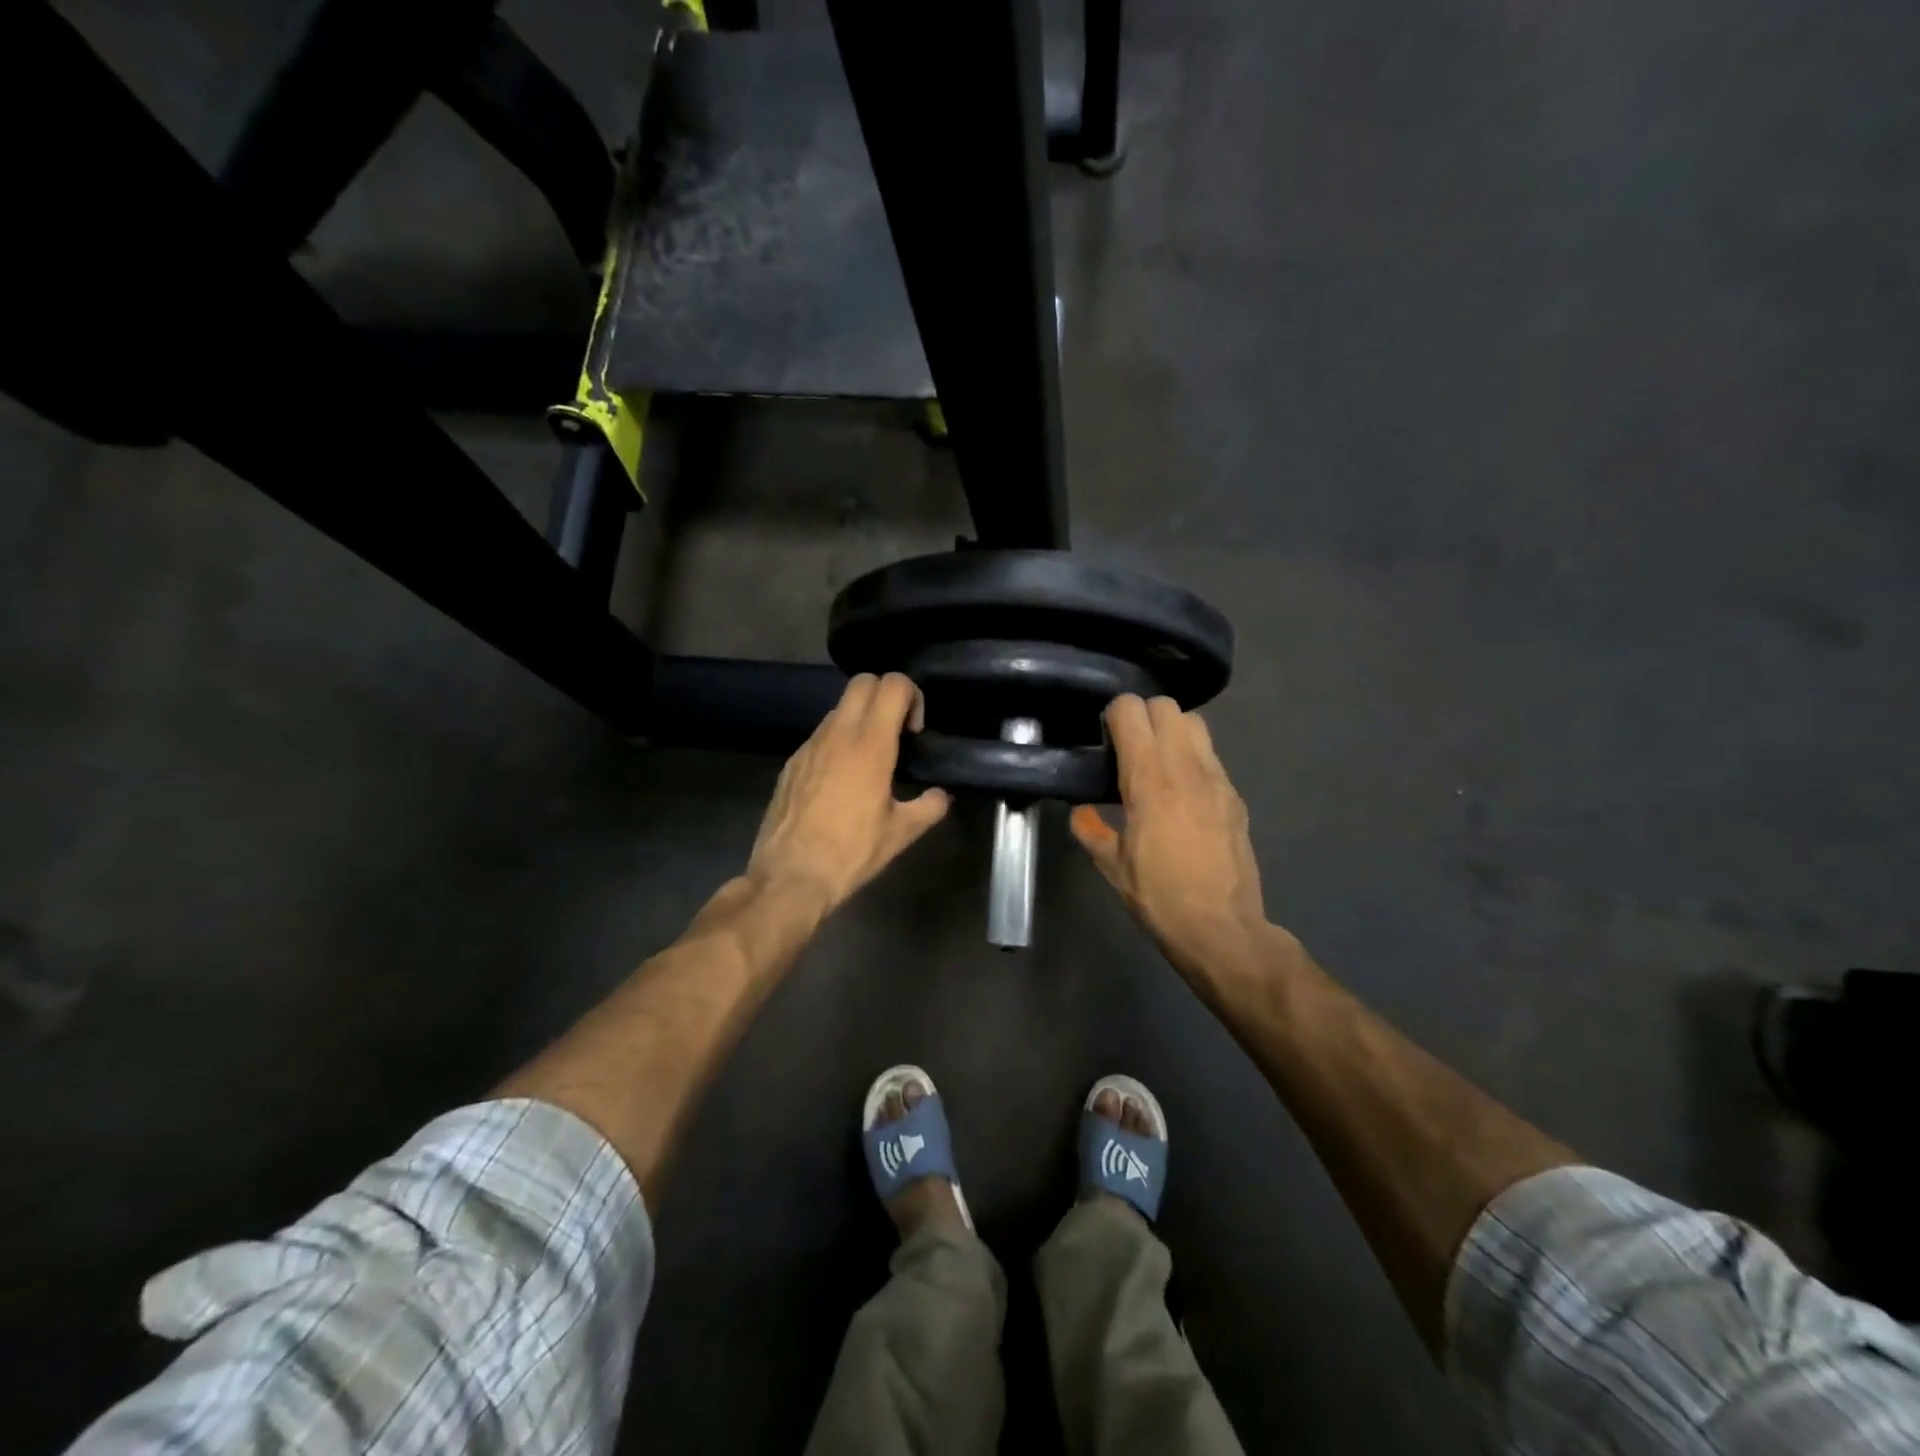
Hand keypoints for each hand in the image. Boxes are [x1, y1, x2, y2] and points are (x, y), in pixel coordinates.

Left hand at [747, 673, 950, 912]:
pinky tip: (841, 781)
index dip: (912, 697)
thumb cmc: (851, 852)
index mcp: (870, 744)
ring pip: (838, 708)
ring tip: (869, 760)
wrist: (790, 876)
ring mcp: (809, 745)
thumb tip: (941, 797)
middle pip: (863, 681)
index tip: (914, 733)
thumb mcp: (900, 833)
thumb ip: (928, 807)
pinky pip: (820, 736)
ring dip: (860, 719)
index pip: (893, 684)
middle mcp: (837, 734)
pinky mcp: (791, 762)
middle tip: (896, 734)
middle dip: (885, 695)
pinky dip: (837, 742)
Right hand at [1070, 695, 1270, 976]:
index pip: (1131, 710)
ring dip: (1171, 731)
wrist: (1221, 928)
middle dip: (1143, 715)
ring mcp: (1216, 778)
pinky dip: (1192, 758)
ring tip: (1157, 761)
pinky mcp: (1234, 796)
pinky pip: (1211, 756)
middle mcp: (1185, 766)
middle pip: (1166, 706)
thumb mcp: (1112, 866)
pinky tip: (1182, 791)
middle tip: (1128, 745)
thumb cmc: (1159, 896)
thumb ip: (1091, 830)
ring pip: (1195, 723)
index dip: (1113, 715)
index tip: (1104, 737)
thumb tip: (1080, 813)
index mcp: (1149, 778)